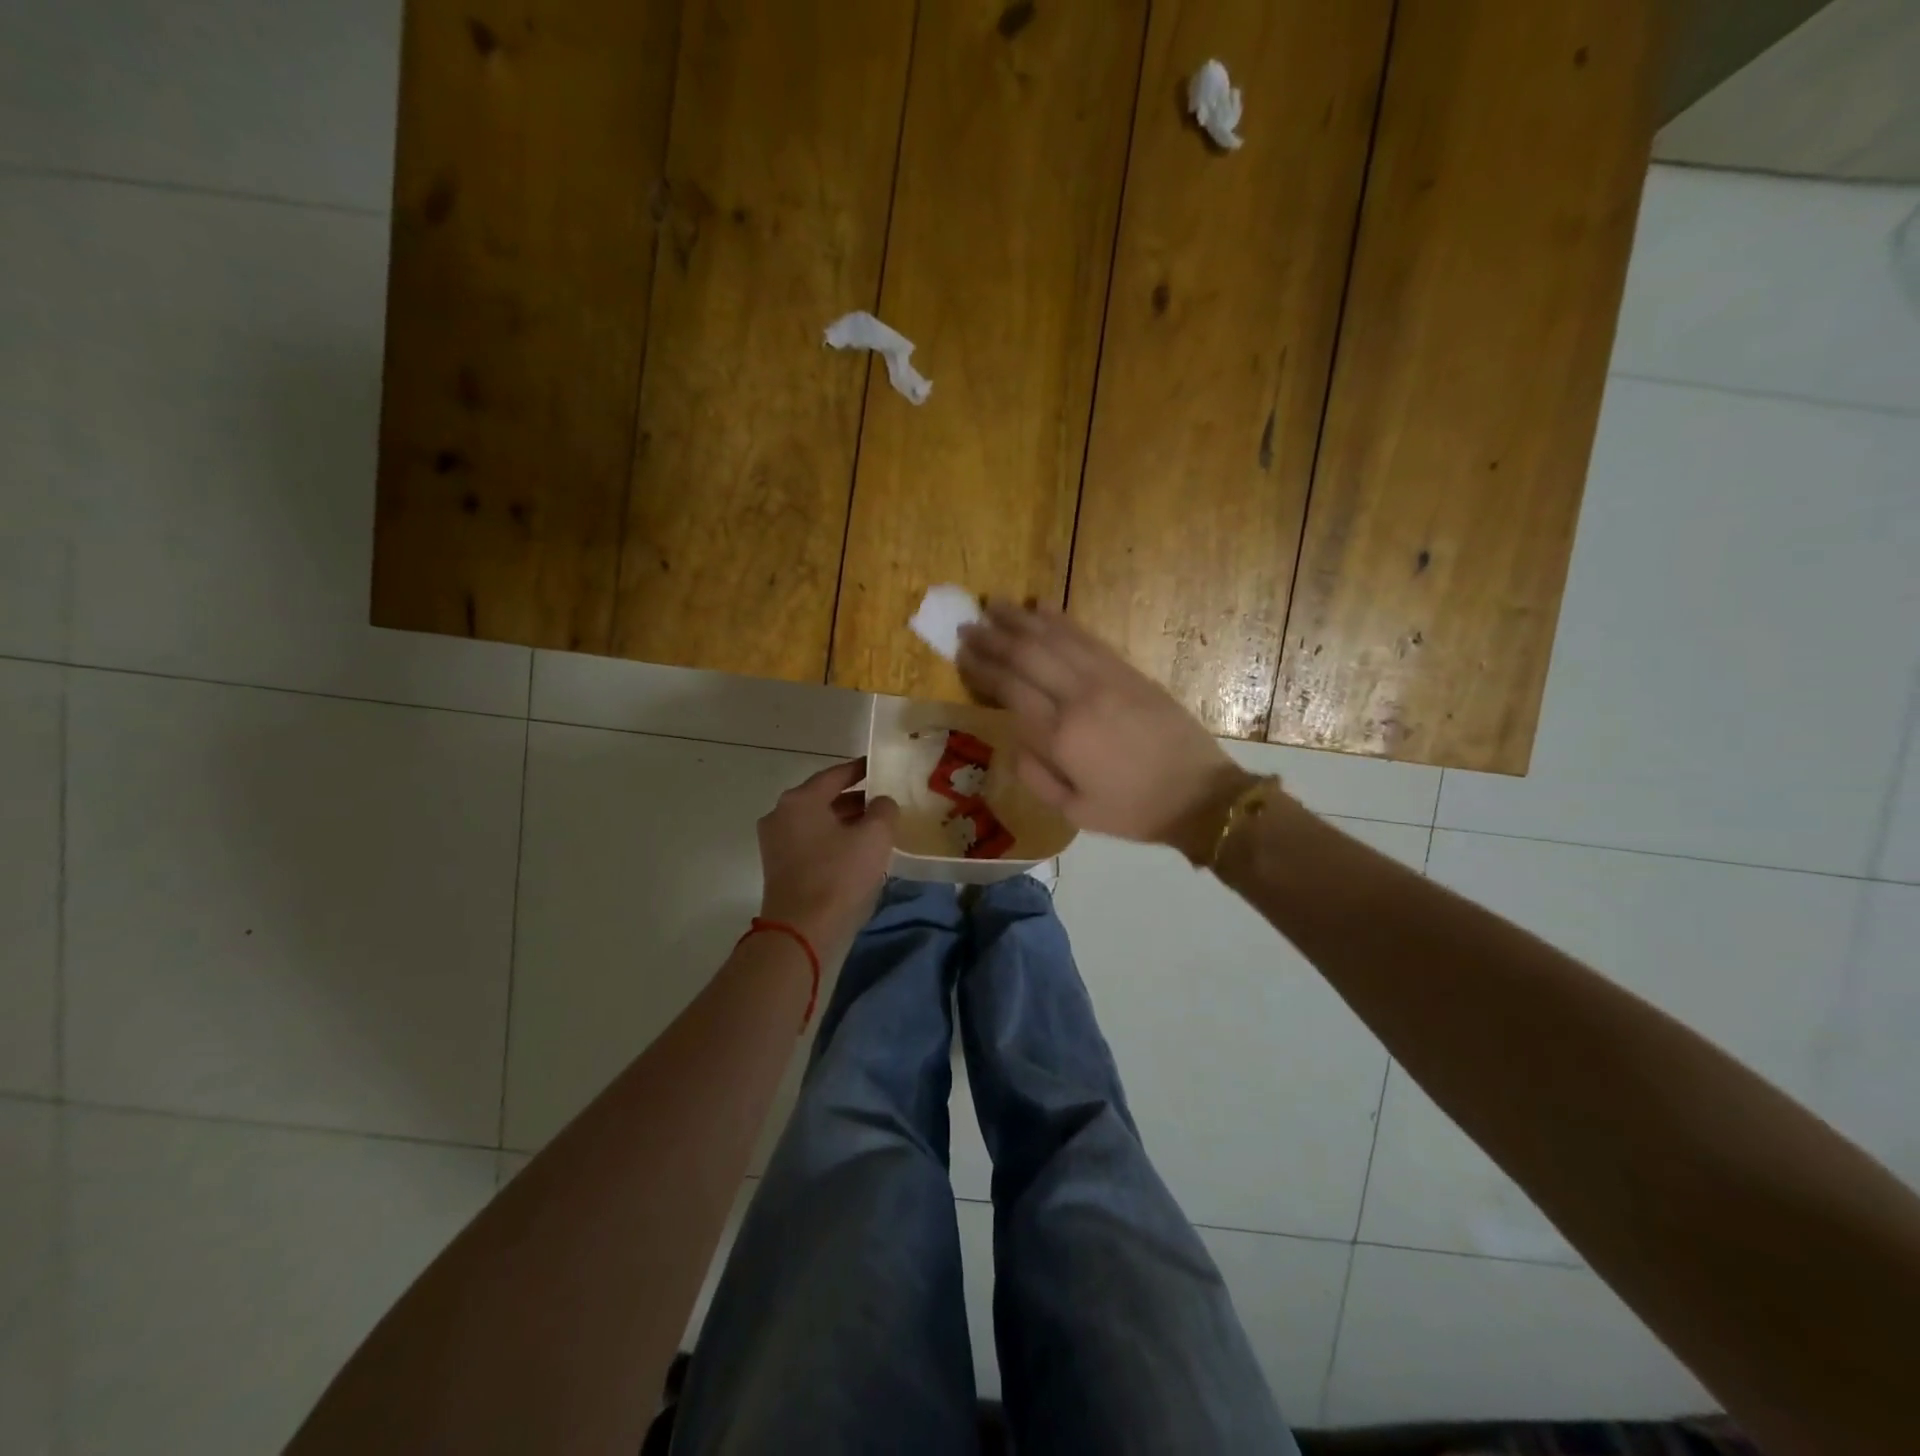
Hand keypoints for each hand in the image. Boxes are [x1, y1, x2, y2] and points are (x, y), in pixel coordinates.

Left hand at [756, 759, 897, 951]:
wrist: (801, 931)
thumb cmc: (838, 876)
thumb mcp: (874, 837)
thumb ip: (883, 810)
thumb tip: (882, 803)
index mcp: (800, 800)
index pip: (835, 774)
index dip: (861, 770)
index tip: (879, 767)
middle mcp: (781, 814)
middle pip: (824, 798)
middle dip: (855, 799)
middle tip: (884, 801)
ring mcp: (776, 842)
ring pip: (817, 822)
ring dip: (845, 822)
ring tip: (876, 827)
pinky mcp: (779, 867)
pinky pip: (811, 842)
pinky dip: (833, 840)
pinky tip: (857, 851)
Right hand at [957, 603, 1253, 858]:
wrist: (1199, 795)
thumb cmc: (1132, 810)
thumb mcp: (1074, 811)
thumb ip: (1035, 775)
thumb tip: (1015, 739)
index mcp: (1060, 737)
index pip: (1010, 689)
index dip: (983, 668)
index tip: (962, 653)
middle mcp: (1078, 698)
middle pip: (1027, 655)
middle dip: (993, 637)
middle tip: (967, 625)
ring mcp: (1106, 679)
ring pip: (1055, 638)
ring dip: (1021, 620)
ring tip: (994, 604)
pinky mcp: (1129, 672)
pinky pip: (1088, 638)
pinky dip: (1062, 621)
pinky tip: (1043, 609)